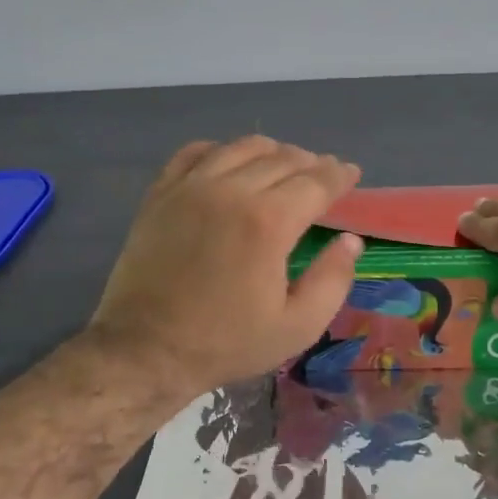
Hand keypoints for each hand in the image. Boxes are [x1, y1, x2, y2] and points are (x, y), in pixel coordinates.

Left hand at [87, 137, 363, 396]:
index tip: (352, 173)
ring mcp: (190, 188)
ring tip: (285, 163)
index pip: (315, 182)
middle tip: (324, 173)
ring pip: (241, 148)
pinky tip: (230, 162)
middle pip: (283, 159)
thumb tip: (349, 240)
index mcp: (269, 223)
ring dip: (272, 151)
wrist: (145, 350)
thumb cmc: (226, 343)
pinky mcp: (161, 194)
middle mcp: (231, 191)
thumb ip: (333, 279)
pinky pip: (195, 152)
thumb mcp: (297, 327)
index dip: (339, 175)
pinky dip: (221, 150)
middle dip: (311, 163)